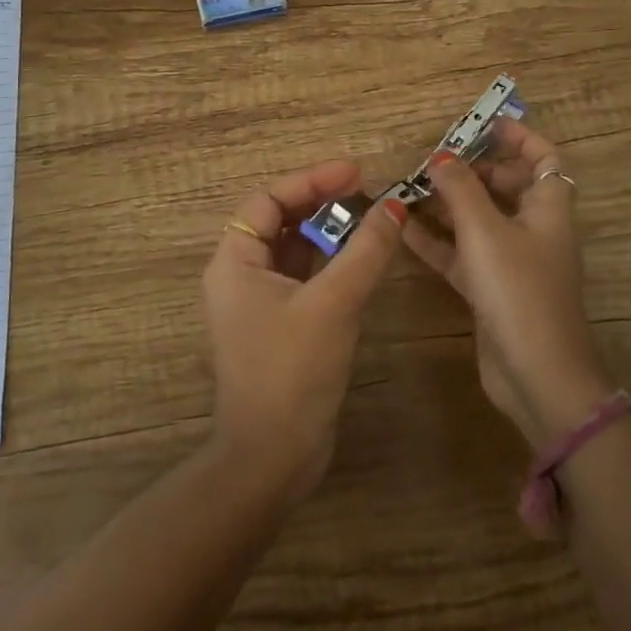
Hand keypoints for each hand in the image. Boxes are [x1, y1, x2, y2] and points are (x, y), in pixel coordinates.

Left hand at [201, 160, 405, 500]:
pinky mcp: (282, 325)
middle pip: (281, 220)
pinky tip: (364, 259)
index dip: (311, 180)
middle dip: (323, 203)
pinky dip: (333, 263)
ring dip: (331, 232)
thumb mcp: (333, 303)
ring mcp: (260, 302)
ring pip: (296, 250)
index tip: (356, 172)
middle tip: (368, 192)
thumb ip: (365, 250)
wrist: (273, 458)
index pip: (269, 200)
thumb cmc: (292, 371)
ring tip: (373, 219)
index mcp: (235, 262)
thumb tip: (395, 206)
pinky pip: (306, 277)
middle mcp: (241, 275)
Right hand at [403, 121, 615, 450]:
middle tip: (433, 161)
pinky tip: (404, 230)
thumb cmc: (519, 291)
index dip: (518, 137)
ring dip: (448, 205)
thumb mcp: (486, 231)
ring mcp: (512, 262)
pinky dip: (437, 241)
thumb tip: (440, 157)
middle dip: (472, 170)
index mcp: (548, 208)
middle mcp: (534, 230)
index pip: (543, 158)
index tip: (483, 123)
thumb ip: (460, 190)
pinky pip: (462, 254)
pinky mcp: (492, 290)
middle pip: (506, 186)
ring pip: (479, 221)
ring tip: (410, 189)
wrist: (537, 375)